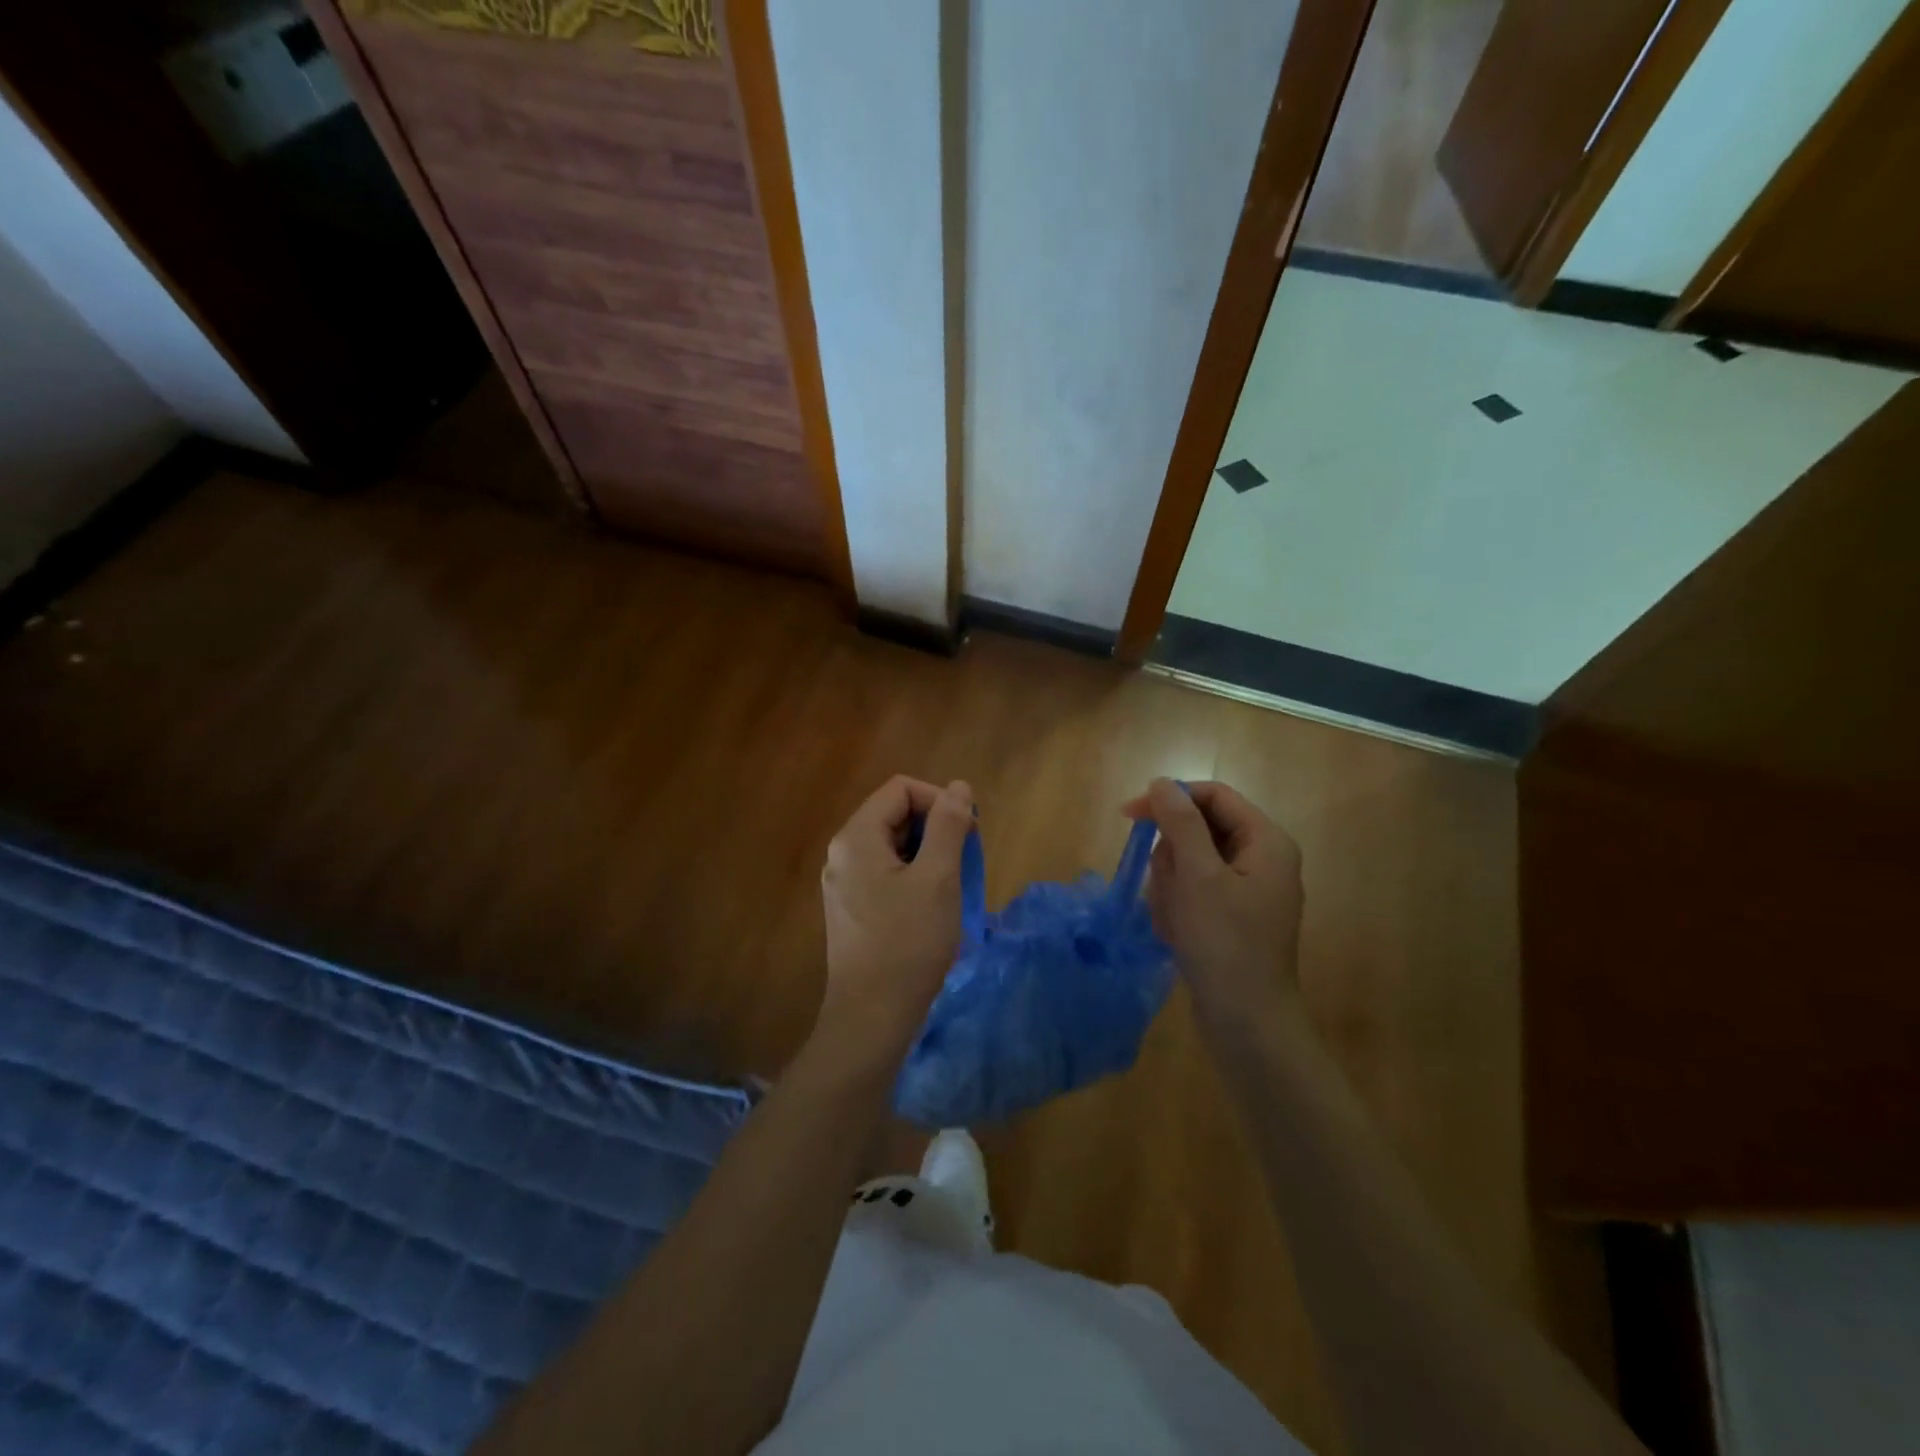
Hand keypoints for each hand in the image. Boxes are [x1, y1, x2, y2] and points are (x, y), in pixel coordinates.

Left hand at [817, 775, 974, 1065]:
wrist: (871, 1017)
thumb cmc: (908, 943)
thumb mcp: (938, 878)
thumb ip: (949, 826)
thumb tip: (958, 787)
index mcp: (856, 837)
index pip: (901, 789)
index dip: (939, 801)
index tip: (968, 832)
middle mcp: (842, 853)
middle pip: (894, 814)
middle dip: (935, 828)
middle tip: (964, 861)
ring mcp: (843, 882)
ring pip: (892, 845)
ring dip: (927, 854)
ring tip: (951, 886)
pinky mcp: (850, 908)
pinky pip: (884, 873)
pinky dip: (913, 876)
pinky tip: (931, 907)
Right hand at [1124, 778, 1304, 1032]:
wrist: (1247, 1023)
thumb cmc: (1225, 944)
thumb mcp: (1198, 877)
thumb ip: (1180, 823)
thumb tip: (1162, 783)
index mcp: (1266, 841)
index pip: (1213, 796)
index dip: (1171, 799)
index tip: (1130, 816)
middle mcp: (1261, 859)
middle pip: (1198, 830)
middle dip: (1172, 858)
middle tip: (1168, 890)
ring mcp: (1246, 890)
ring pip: (1189, 863)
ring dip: (1171, 887)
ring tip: (1175, 920)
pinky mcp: (1231, 916)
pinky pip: (1193, 892)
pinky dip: (1178, 907)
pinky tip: (1178, 934)